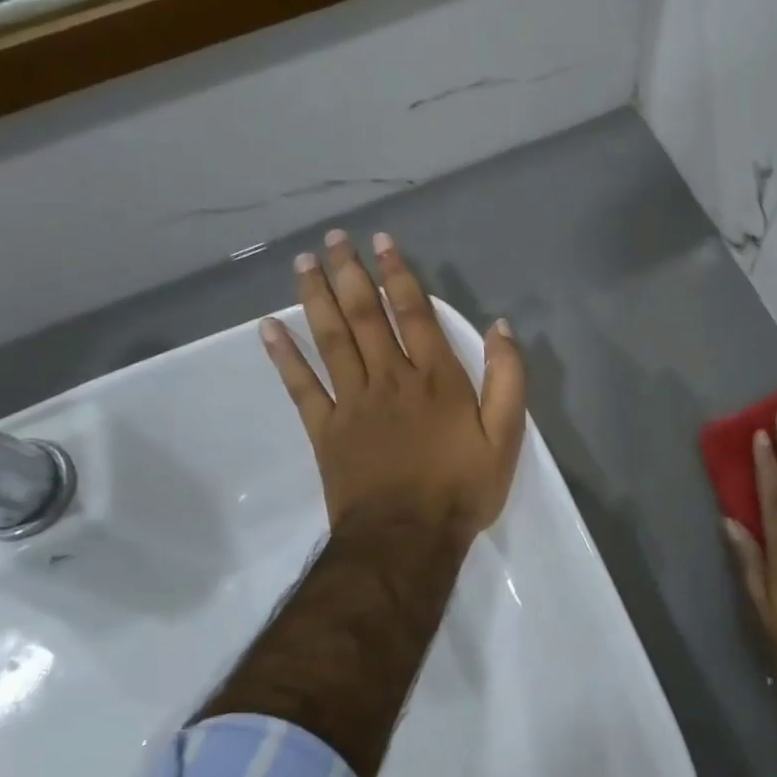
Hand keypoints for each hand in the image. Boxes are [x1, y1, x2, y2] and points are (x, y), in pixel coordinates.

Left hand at [259, 229, 525, 541]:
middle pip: (365, 315)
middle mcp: (390, 378)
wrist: (408, 538)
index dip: (398, 274)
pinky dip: (284, 356)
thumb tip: (501, 327)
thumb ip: (508, 378)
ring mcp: (352, 402)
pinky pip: (301, 386)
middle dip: (350, 272)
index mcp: (435, 378)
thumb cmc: (462, 488)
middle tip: (333, 238)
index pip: (413, 313)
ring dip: (316, 297)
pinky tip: (269, 327)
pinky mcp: (325, 429)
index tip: (382, 241)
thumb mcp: (507, 436)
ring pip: (331, 338)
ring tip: (303, 262)